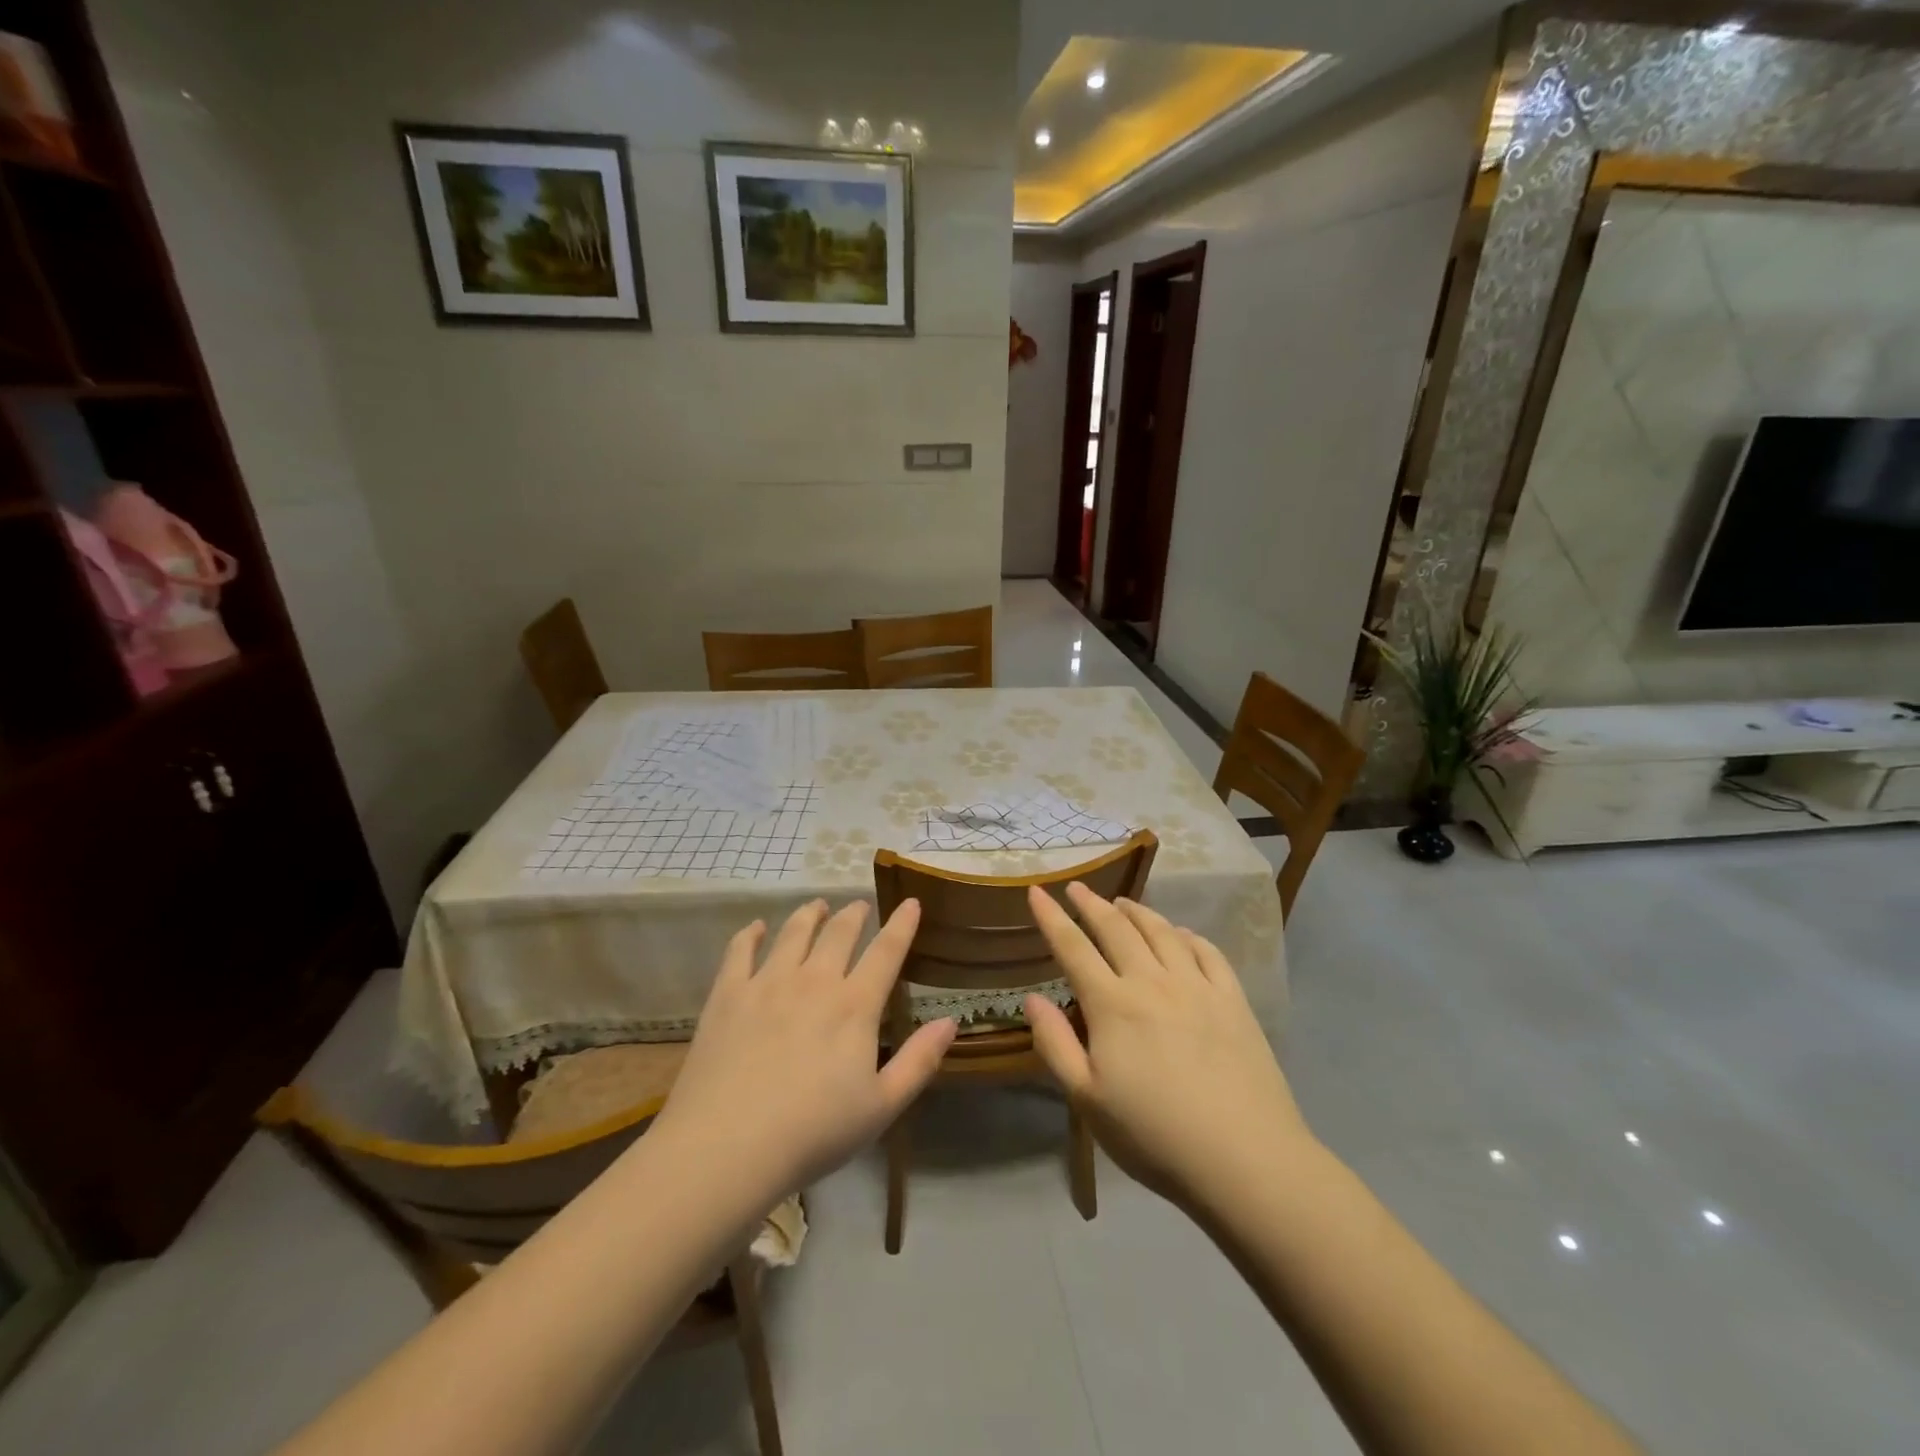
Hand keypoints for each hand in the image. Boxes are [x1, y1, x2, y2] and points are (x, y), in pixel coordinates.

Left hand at [654, 900, 956, 1198]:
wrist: (726, 1147)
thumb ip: (919, 1061)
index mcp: (854, 1006)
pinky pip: (740, 950)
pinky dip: (751, 934)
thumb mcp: (881, 1107)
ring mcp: (767, 983)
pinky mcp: (728, 994)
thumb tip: (950, 1021)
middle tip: (860, 906)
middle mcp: (814, 981)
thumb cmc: (812, 1133)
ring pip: (794, 932)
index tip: (910, 901)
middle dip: (854, 914)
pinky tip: (757, 928)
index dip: (902, 924)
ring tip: (818, 905)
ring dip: (810, 914)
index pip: (886, 952)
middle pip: (839, 933)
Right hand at [1024, 884, 1311, 1214]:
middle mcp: (1152, 982)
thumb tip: (1033, 999)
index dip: (1051, 917)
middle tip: (1077, 887)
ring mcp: (1197, 987)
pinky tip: (1181, 935)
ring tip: (1122, 902)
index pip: (1073, 947)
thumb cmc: (1154, 1136)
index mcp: (1113, 1005)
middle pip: (1116, 929)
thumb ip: (1056, 1045)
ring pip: (1162, 932)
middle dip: (1092, 904)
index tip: (1037, 891)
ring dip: (1137, 911)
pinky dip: (1187, 935)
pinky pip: (1207, 952)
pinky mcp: (1233, 1000)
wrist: (1245, 1159)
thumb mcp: (1087, 1100)